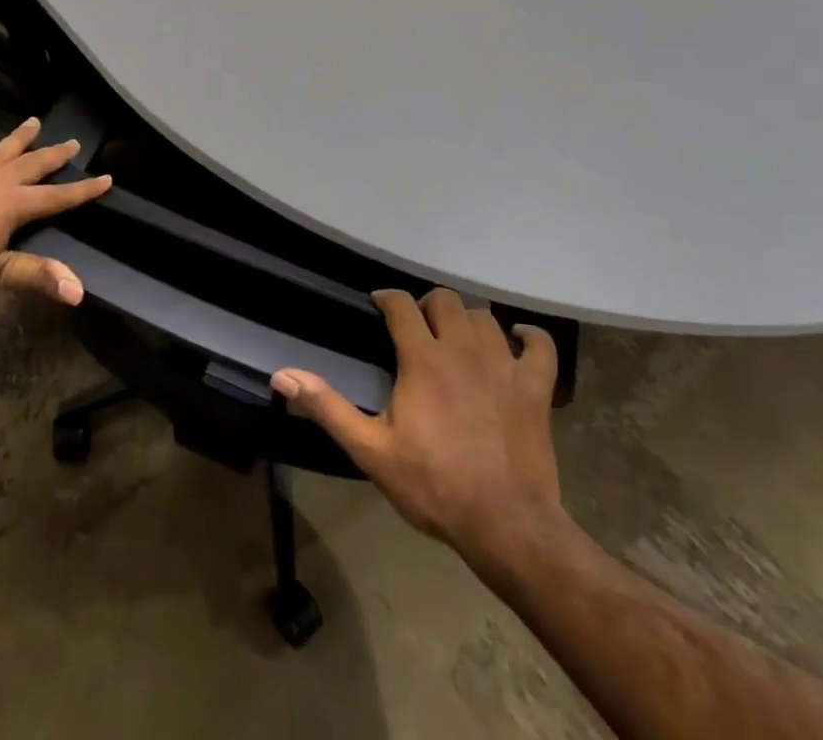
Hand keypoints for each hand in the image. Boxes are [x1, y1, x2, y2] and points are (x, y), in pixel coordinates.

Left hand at [0, 117, 110, 309]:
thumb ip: (37, 276)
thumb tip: (79, 291)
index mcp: (13, 206)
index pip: (57, 197)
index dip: (83, 190)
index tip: (107, 179)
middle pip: (32, 166)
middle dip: (54, 156)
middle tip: (73, 143)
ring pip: (0, 154)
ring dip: (18, 139)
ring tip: (33, 121)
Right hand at [271, 289, 561, 555]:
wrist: (506, 526)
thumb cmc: (433, 485)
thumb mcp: (371, 450)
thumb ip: (327, 407)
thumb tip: (282, 375)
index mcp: (423, 358)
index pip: (402, 304)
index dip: (387, 298)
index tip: (378, 306)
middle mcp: (463, 348)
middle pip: (445, 300)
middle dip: (427, 305)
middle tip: (417, 325)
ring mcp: (504, 365)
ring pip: (485, 317)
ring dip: (468, 320)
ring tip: (457, 336)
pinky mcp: (536, 388)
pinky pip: (540, 345)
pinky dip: (530, 336)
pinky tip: (518, 338)